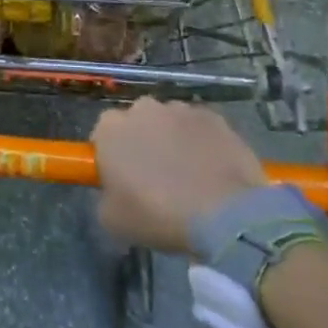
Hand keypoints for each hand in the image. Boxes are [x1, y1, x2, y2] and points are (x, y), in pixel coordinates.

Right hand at [93, 99, 265, 254]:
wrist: (225, 216)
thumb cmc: (158, 215)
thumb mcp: (112, 219)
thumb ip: (106, 196)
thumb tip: (116, 190)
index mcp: (110, 128)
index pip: (102, 134)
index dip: (111, 156)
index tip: (120, 179)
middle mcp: (142, 108)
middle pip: (137, 122)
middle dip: (142, 142)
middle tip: (154, 177)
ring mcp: (181, 110)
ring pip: (170, 123)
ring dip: (173, 140)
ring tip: (189, 176)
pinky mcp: (215, 118)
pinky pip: (200, 129)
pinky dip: (202, 144)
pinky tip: (212, 172)